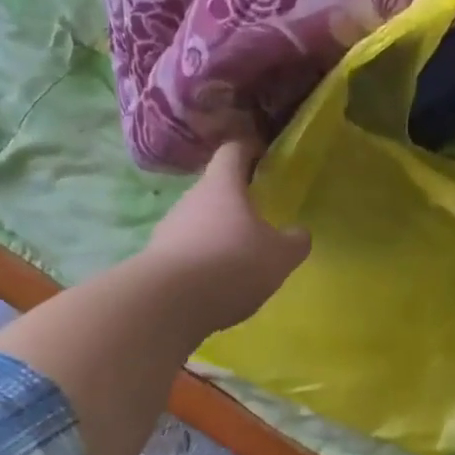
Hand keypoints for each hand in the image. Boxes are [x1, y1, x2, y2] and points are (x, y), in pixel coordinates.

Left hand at [143, 142, 310, 332]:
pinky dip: (203, 260)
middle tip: (260, 217)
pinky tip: (217, 284)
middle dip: (237, 199)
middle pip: (215, 188)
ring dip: (218, 233)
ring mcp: (169, 228)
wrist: (168, 304)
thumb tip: (299, 233)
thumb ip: (295, 241)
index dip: (250, 150)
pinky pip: (186, 250)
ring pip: (199, 220)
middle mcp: (191, 198)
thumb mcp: (279, 256)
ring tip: (240, 257)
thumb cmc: (232, 264)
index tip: (265, 159)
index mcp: (222, 185)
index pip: (234, 150)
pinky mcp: (156, 259)